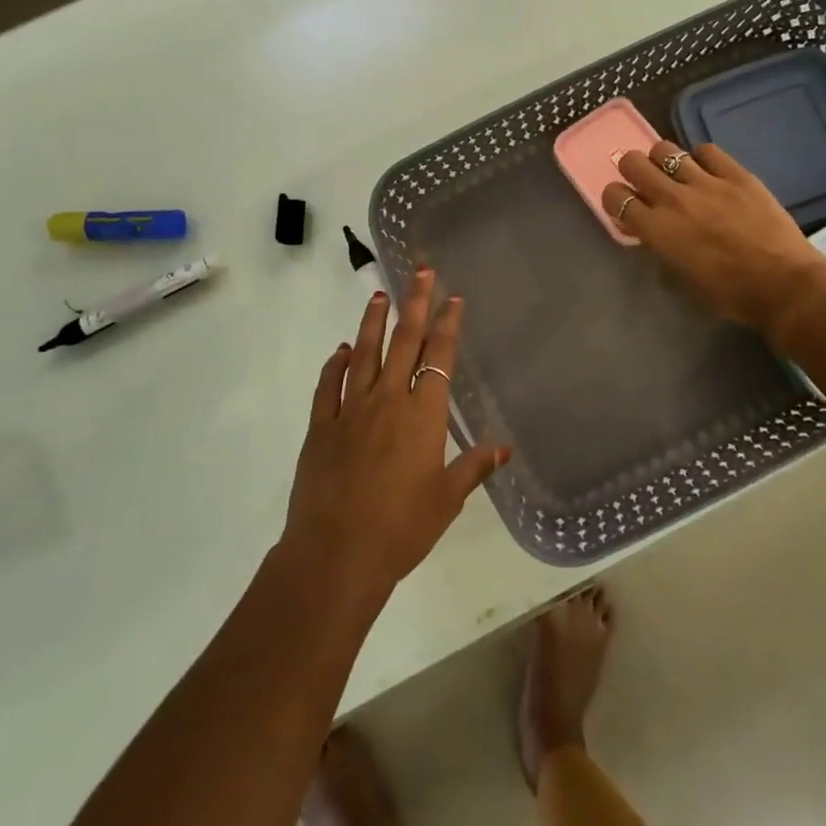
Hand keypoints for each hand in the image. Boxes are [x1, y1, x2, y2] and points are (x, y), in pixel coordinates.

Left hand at [283, 269, 509, 601]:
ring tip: (379, 295)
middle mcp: (388, 400)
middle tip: (421, 271)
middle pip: (404, 342)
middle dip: (415, 304)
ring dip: (373, 322)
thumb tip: (505, 448)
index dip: (448, 325)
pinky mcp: (320, 426)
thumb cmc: (401, 528)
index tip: (454, 297)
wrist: (336, 554)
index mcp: (423, 415)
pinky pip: (328, 386)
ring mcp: (350, 410)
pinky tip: (342, 350)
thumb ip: (474, 467)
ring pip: (364, 354)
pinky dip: (335, 364)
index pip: (439, 357)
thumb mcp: (446, 500)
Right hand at [600, 140, 825, 345]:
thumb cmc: (729, 294)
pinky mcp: (736, 174)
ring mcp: (706, 182)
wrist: (783, 285)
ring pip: (666, 149)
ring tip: (675, 172)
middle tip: (644, 181)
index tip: (624, 204)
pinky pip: (707, 150)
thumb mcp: (681, 277)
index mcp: (657, 229)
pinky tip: (708, 171)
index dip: (615, 198)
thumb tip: (647, 230)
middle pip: (633, 162)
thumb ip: (659, 247)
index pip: (615, 196)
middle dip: (633, 170)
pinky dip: (701, 158)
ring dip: (664, 160)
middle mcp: (674, 199)